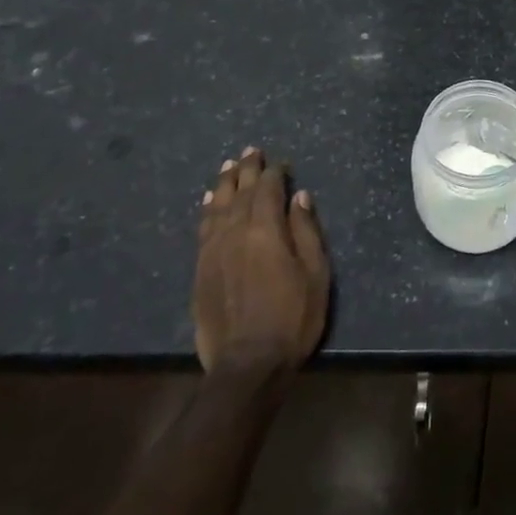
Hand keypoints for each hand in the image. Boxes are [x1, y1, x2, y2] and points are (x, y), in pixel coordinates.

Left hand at [194, 147, 329, 373]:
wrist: (247, 364)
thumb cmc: (292, 317)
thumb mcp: (315, 273)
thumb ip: (305, 231)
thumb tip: (298, 196)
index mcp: (265, 230)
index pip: (268, 190)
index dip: (274, 173)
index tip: (281, 162)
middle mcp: (235, 233)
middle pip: (240, 192)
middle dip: (247, 169)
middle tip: (251, 151)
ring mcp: (213, 251)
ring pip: (217, 207)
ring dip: (224, 184)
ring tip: (228, 166)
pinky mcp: (201, 269)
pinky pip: (203, 228)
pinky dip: (208, 209)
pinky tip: (210, 202)